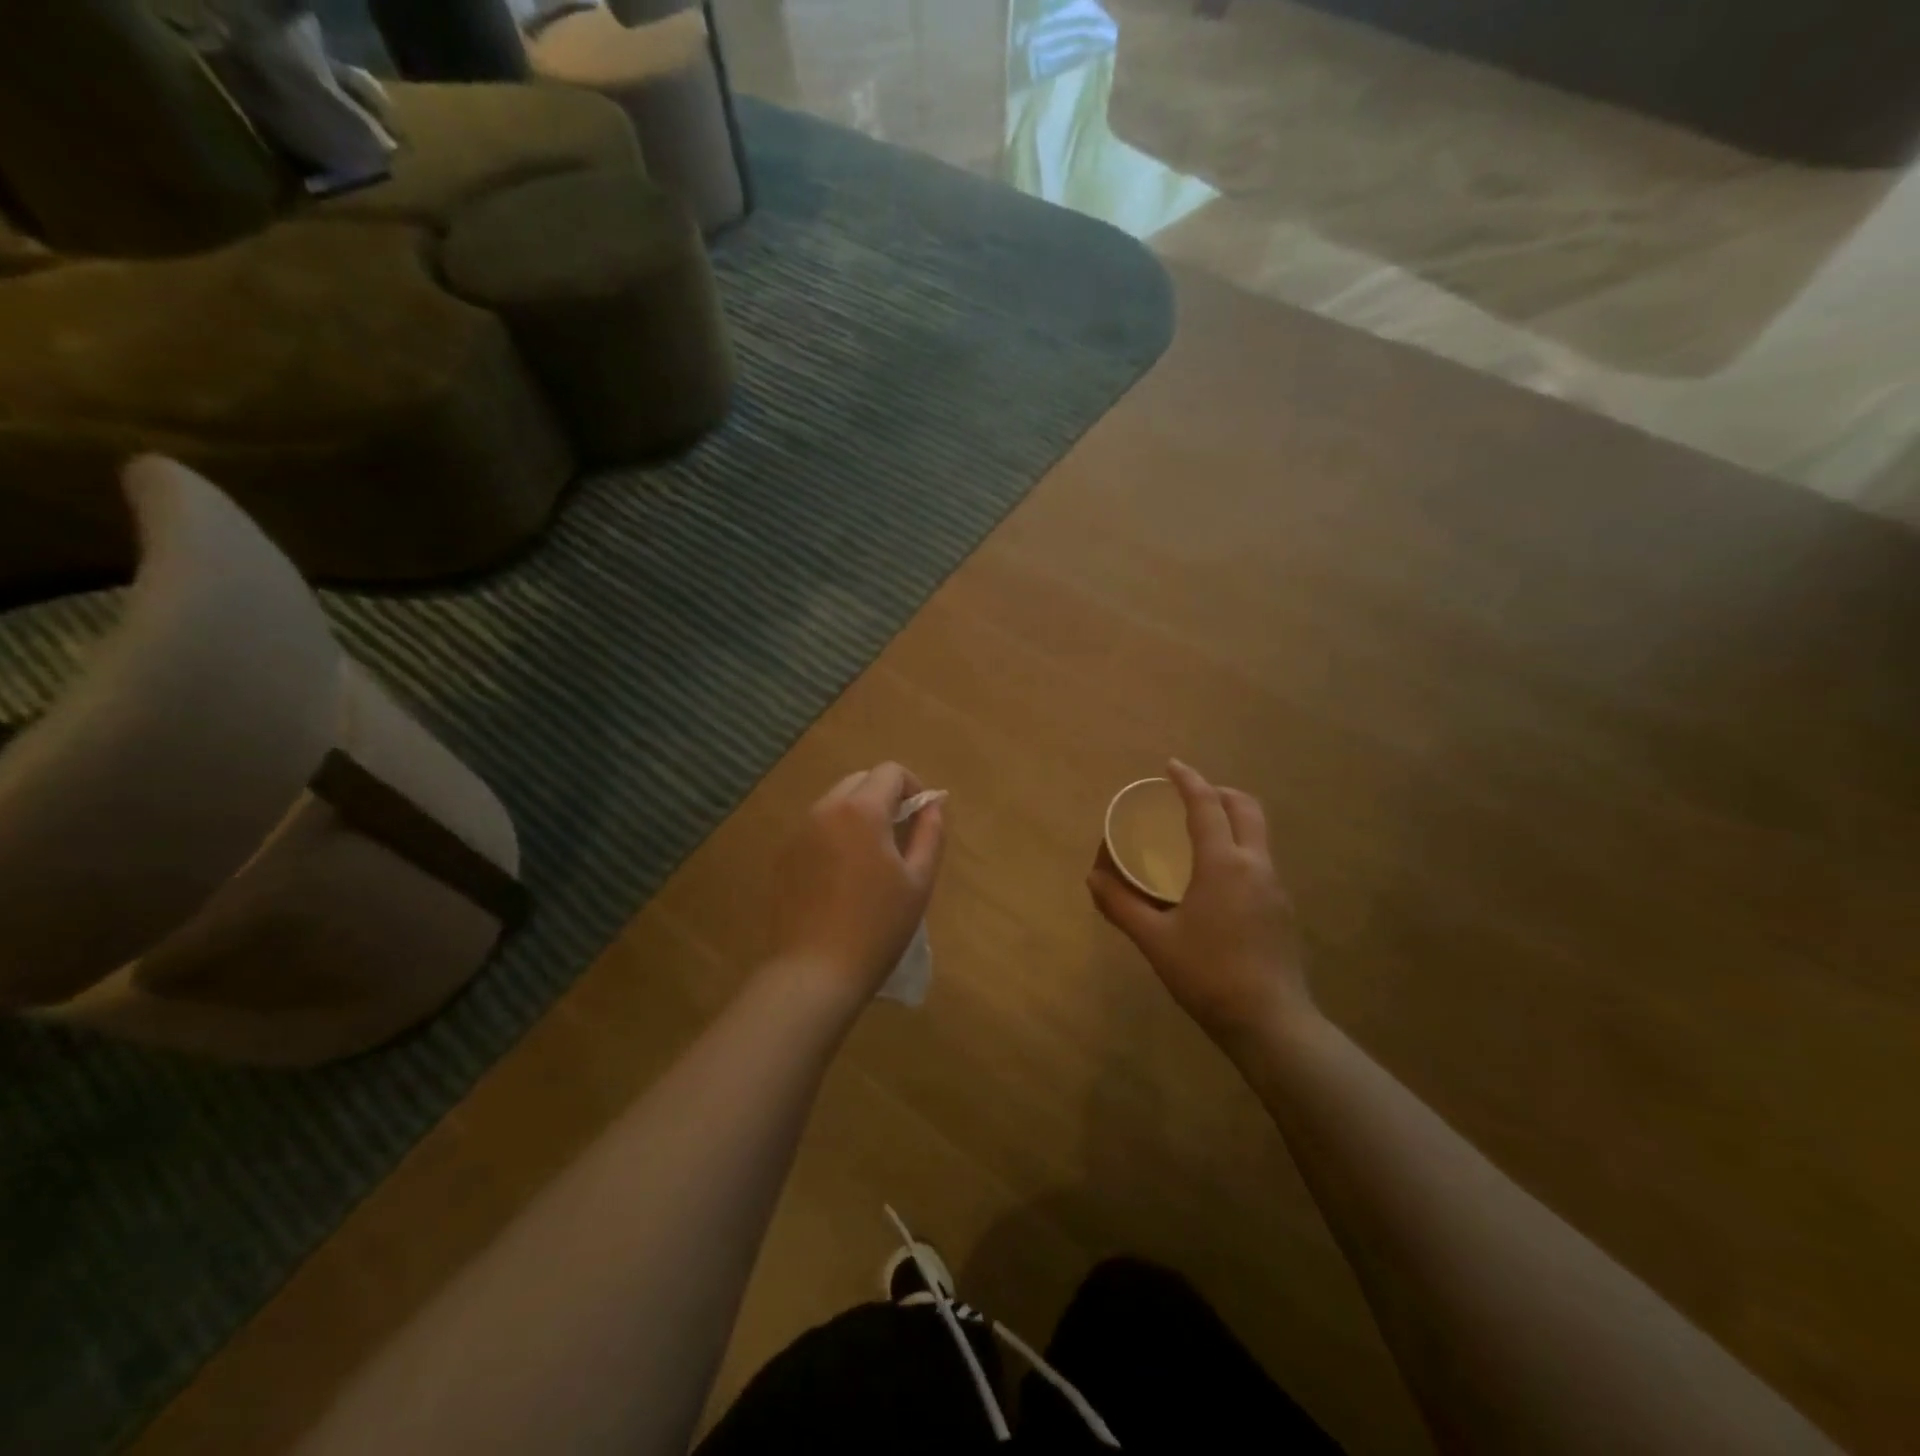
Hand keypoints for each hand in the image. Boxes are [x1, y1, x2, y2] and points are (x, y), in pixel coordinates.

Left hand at [771, 762, 945, 1002]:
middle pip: (859, 781)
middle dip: (884, 796)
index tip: (921, 817)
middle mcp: (825, 810)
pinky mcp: (783, 856)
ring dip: (858, 814)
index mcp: (861, 810)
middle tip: (900, 835)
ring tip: (872, 857)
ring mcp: (799, 832)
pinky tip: (843, 876)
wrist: (815, 971)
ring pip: (835, 803)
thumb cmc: (878, 926)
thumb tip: (933, 803)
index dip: (912, 786)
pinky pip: (816, 828)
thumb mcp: (918, 880)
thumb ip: (930, 833)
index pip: (890, 771)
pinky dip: (835, 835)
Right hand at [1088, 760, 1313, 1048]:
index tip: (1171, 766)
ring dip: (1232, 819)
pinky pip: (1260, 860)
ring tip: (1201, 832)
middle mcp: (1255, 865)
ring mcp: (1275, 888)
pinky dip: (1239, 847)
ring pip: (1258, 834)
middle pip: (1246, 808)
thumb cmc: (1207, 975)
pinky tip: (1217, 877)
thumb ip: (1121, 905)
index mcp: (1224, 864)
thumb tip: (1093, 878)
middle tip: (1190, 795)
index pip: (1207, 806)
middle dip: (1219, 791)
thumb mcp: (1155, 940)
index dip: (1189, 780)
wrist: (1271, 1023)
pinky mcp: (1282, 910)